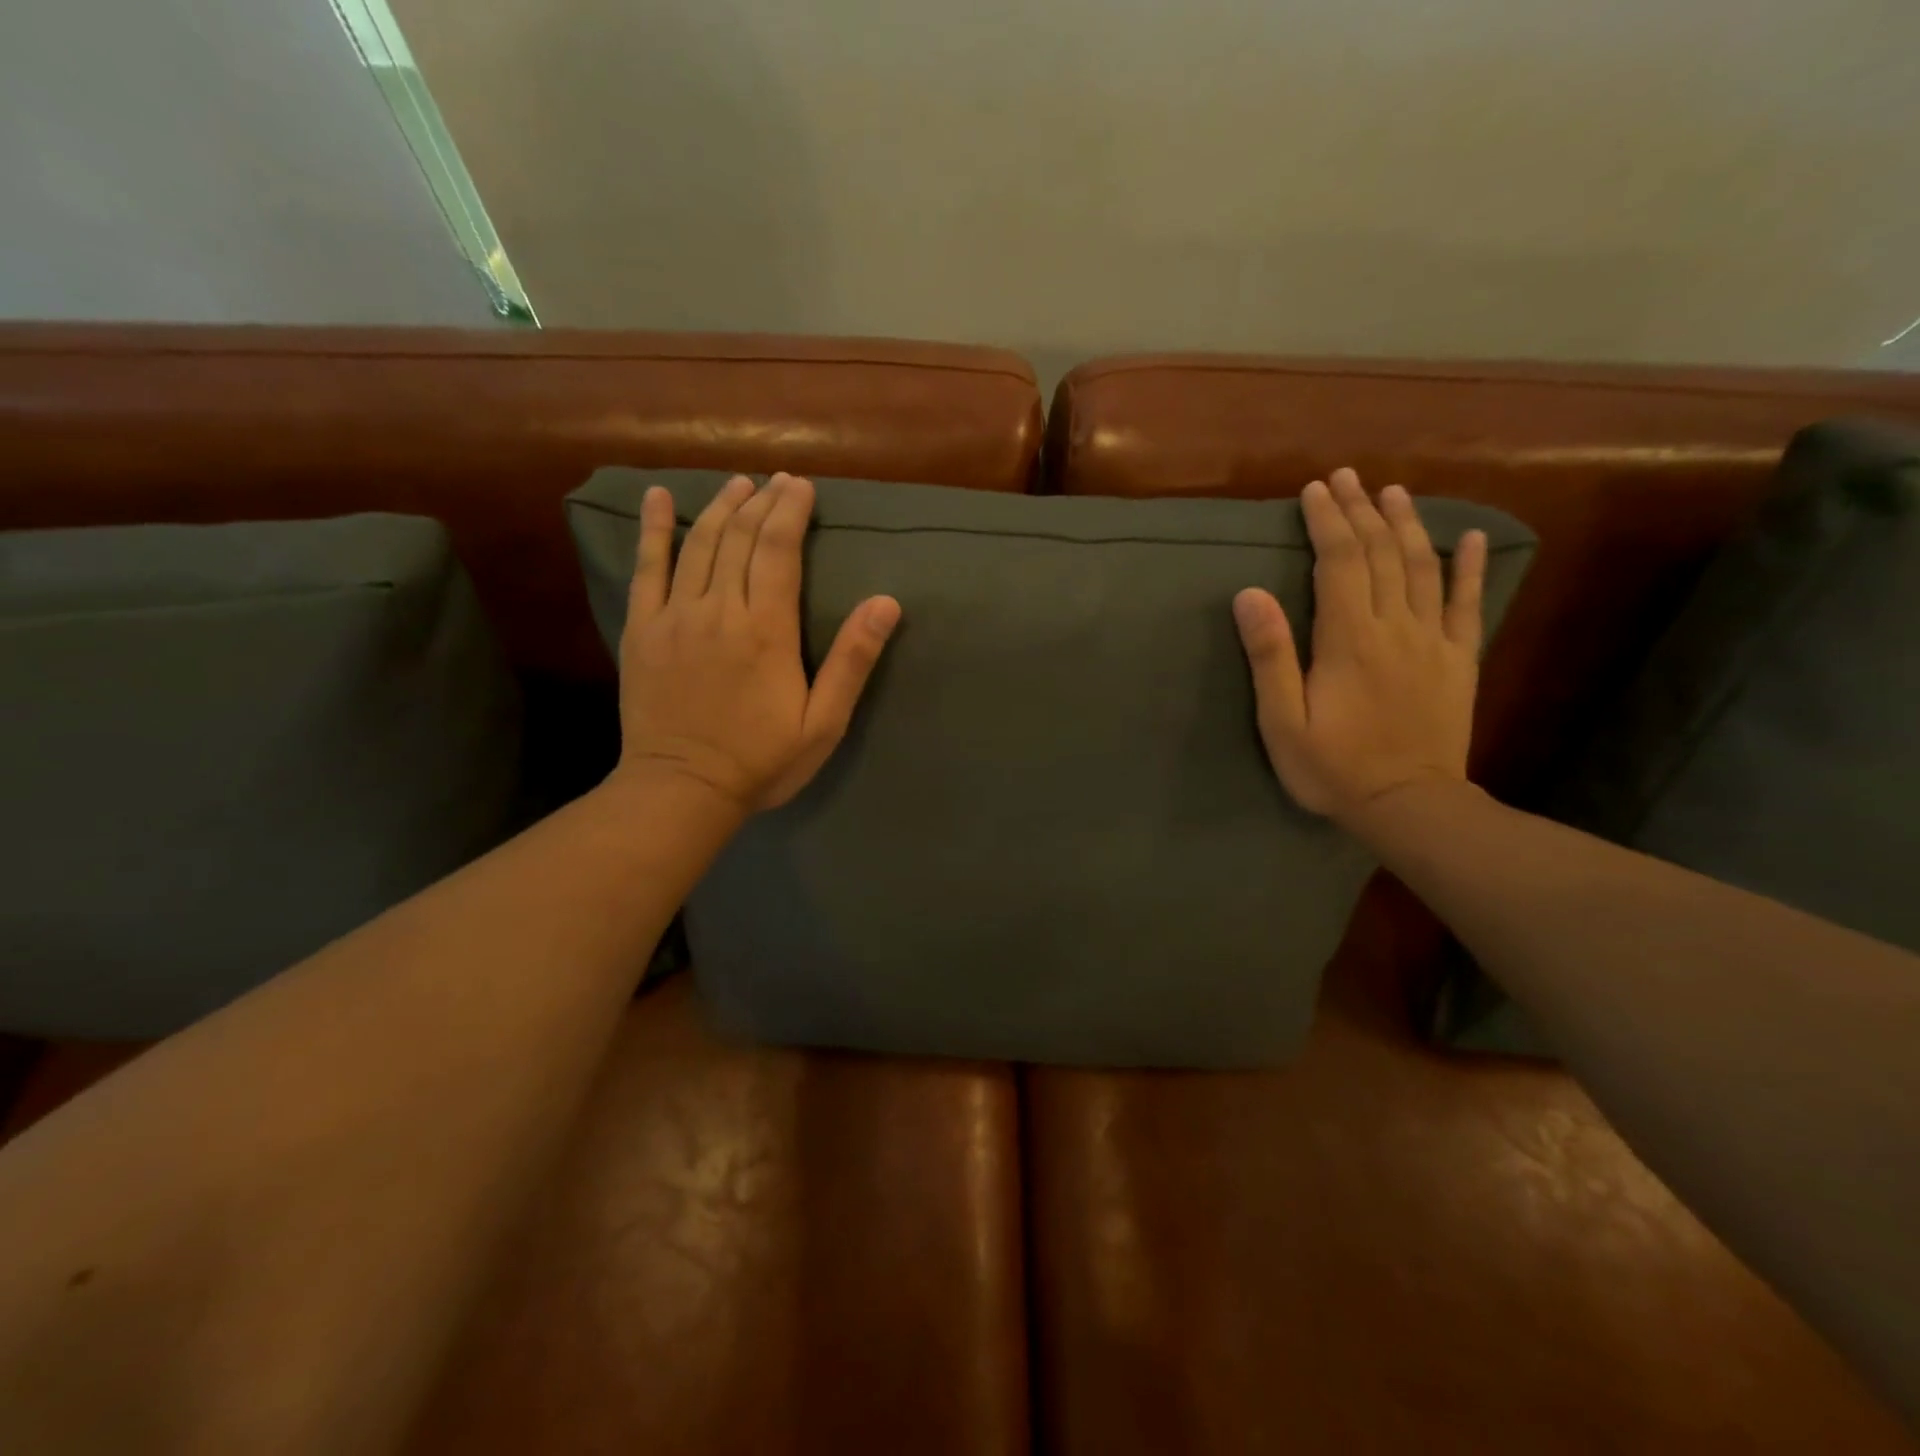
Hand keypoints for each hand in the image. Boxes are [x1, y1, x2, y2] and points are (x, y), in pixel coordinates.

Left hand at [614, 472, 900, 813]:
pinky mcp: (642, 629)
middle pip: (742, 538)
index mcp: (767, 629)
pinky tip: (659, 499)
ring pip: (700, 544)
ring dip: (721, 507)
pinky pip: (646, 567)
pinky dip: (654, 530)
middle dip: (762, 502)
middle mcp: (720, 609)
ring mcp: (675, 616)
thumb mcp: (823, 722)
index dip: (791, 511)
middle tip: (777, 481)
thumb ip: (852, 661)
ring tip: (737, 484)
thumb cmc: (762, 761)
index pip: (780, 549)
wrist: (683, 789)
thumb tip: (885, 603)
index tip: (801, 486)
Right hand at [1233, 467, 1487, 825]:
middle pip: (1379, 555)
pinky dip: (1468, 567)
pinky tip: (1468, 538)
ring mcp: (1432, 641)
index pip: (1338, 562)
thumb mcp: (1282, 721)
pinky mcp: (1457, 661)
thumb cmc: (1332, 767)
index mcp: (1348, 639)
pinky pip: (1466, 604)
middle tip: (1348, 478)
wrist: (1408, 805)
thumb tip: (1249, 594)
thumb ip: (1270, 657)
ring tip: (1394, 492)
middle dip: (1361, 511)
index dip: (1327, 522)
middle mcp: (1394, 627)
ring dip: (1406, 525)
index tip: (1315, 490)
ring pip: (1421, 568)